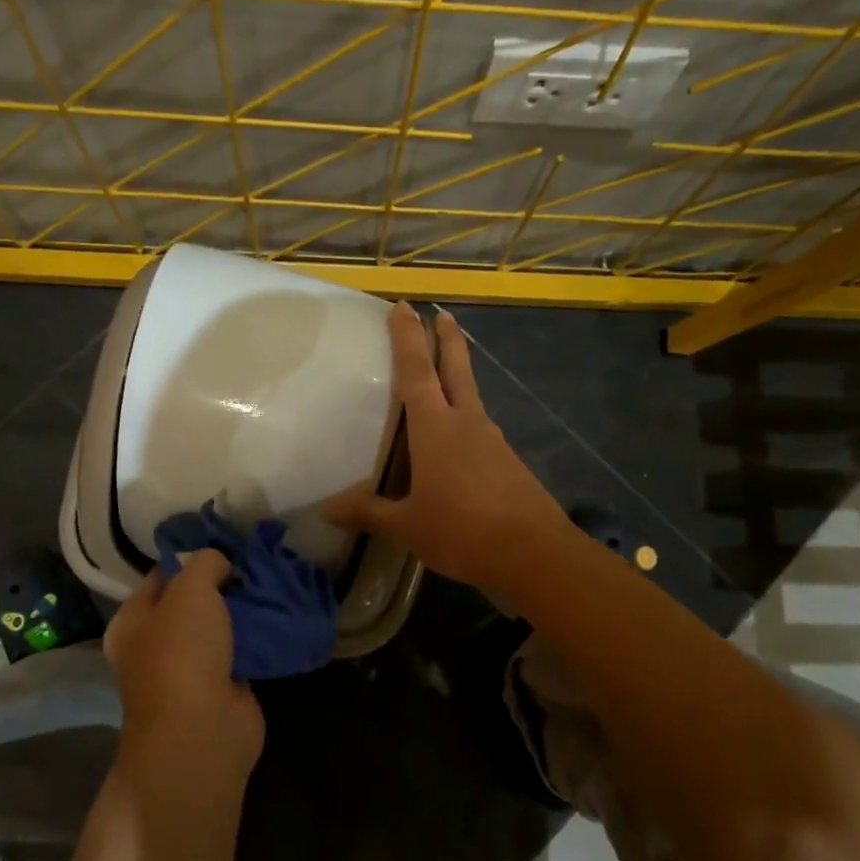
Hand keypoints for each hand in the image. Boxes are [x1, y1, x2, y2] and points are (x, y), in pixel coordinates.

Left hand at [104, 548, 263, 776]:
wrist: (203, 731)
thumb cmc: (182, 653)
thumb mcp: (190, 590)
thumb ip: (204, 563)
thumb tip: (220, 564)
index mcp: (134, 621)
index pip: (161, 575)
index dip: (190, 556)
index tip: (226, 542)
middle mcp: (156, 644)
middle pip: (193, 601)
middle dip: (223, 582)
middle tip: (255, 561)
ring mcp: (191, 668)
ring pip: (221, 626)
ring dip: (245, 609)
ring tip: (274, 582)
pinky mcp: (224, 686)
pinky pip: (243, 650)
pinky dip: (260, 636)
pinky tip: (281, 615)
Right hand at [325, 303, 571, 592]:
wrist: (532, 553)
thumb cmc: (461, 530)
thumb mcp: (408, 526)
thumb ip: (369, 513)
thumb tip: (327, 510)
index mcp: (436, 428)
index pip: (417, 372)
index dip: (407, 338)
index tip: (403, 307)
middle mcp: (467, 423)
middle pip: (456, 369)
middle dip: (446, 340)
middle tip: (442, 314)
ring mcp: (492, 441)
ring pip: (471, 398)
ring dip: (458, 379)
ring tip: (442, 379)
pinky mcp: (508, 462)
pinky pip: (479, 430)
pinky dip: (465, 421)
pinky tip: (457, 443)